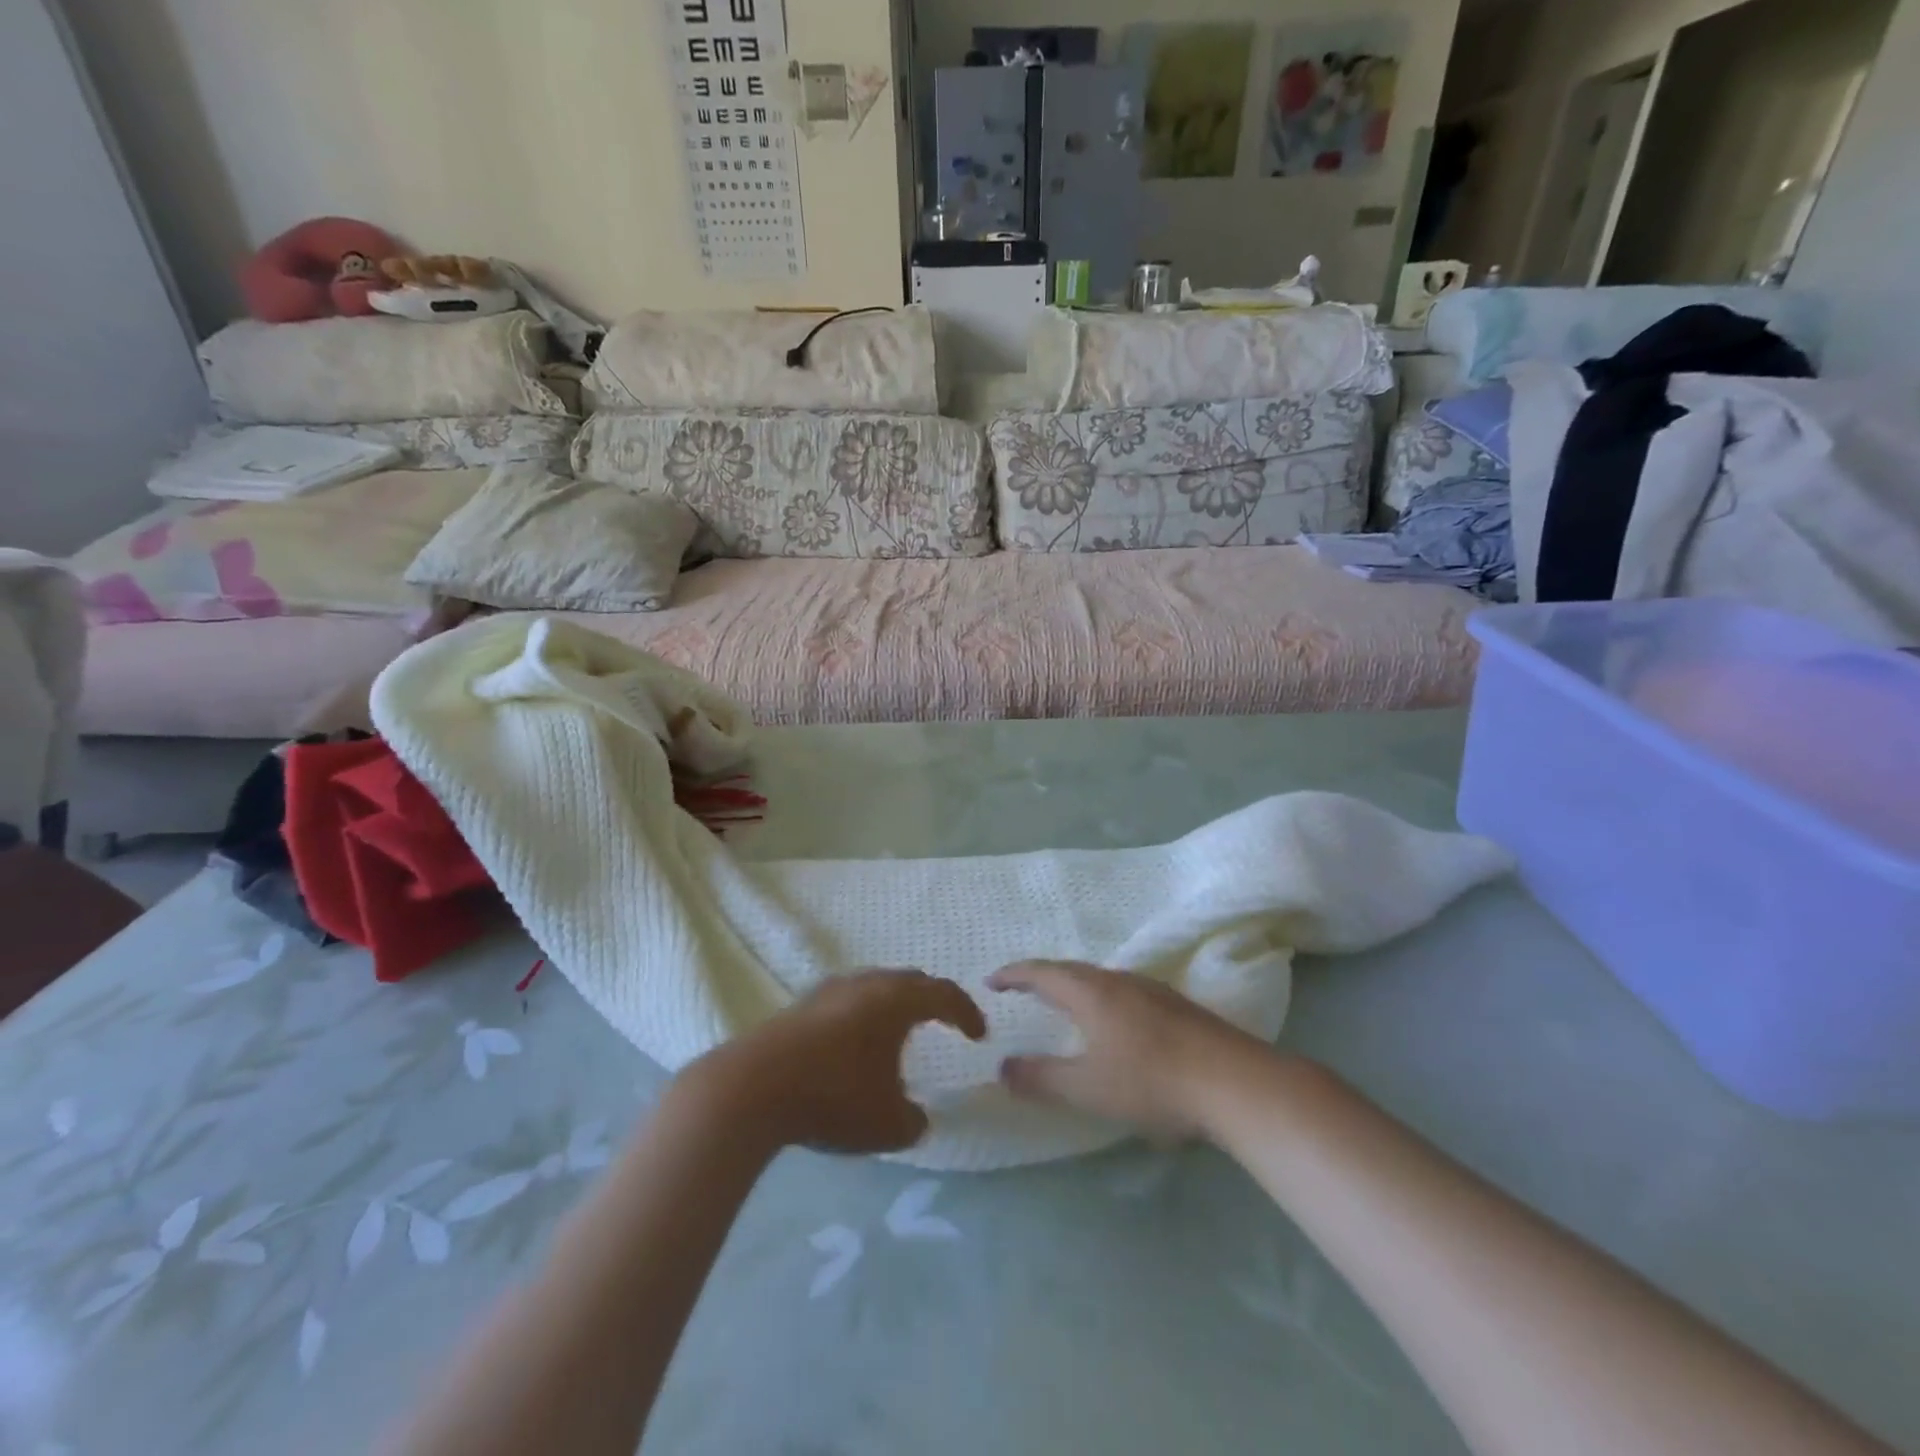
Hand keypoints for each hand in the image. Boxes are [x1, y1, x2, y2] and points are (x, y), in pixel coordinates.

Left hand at [691, 970, 987, 1155]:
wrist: (751, 1087)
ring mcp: (828, 991)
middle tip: (943, 1021)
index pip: (944, 994)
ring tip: (898, 1032)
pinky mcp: (799, 1006)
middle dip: (931, 1000)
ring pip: (874, 987)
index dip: (967, 1012)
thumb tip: (917, 1117)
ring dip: (893, 1005)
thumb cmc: (833, 1098)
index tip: (979, 1035)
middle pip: (908, 981)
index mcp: (896, 1001)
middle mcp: (865, 984)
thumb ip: (914, 1121)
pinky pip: (846, 1001)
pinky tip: (853, 1044)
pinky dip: (862, 1015)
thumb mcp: (887, 1125)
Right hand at [987, 961, 1263, 1138]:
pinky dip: (1102, 999)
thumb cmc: (1151, 1081)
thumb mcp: (1087, 1088)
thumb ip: (1041, 1078)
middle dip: (1042, 978)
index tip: (991, 980)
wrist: (1233, 1081)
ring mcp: (1151, 990)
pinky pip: (1124, 992)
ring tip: (1063, 1004)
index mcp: (1091, 993)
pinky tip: (1114, 1023)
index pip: (1042, 973)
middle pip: (1072, 971)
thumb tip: (1002, 1068)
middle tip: (1022, 989)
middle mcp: (1119, 981)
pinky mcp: (1176, 1007)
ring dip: (1075, 987)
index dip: (1014, 975)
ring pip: (1101, 980)